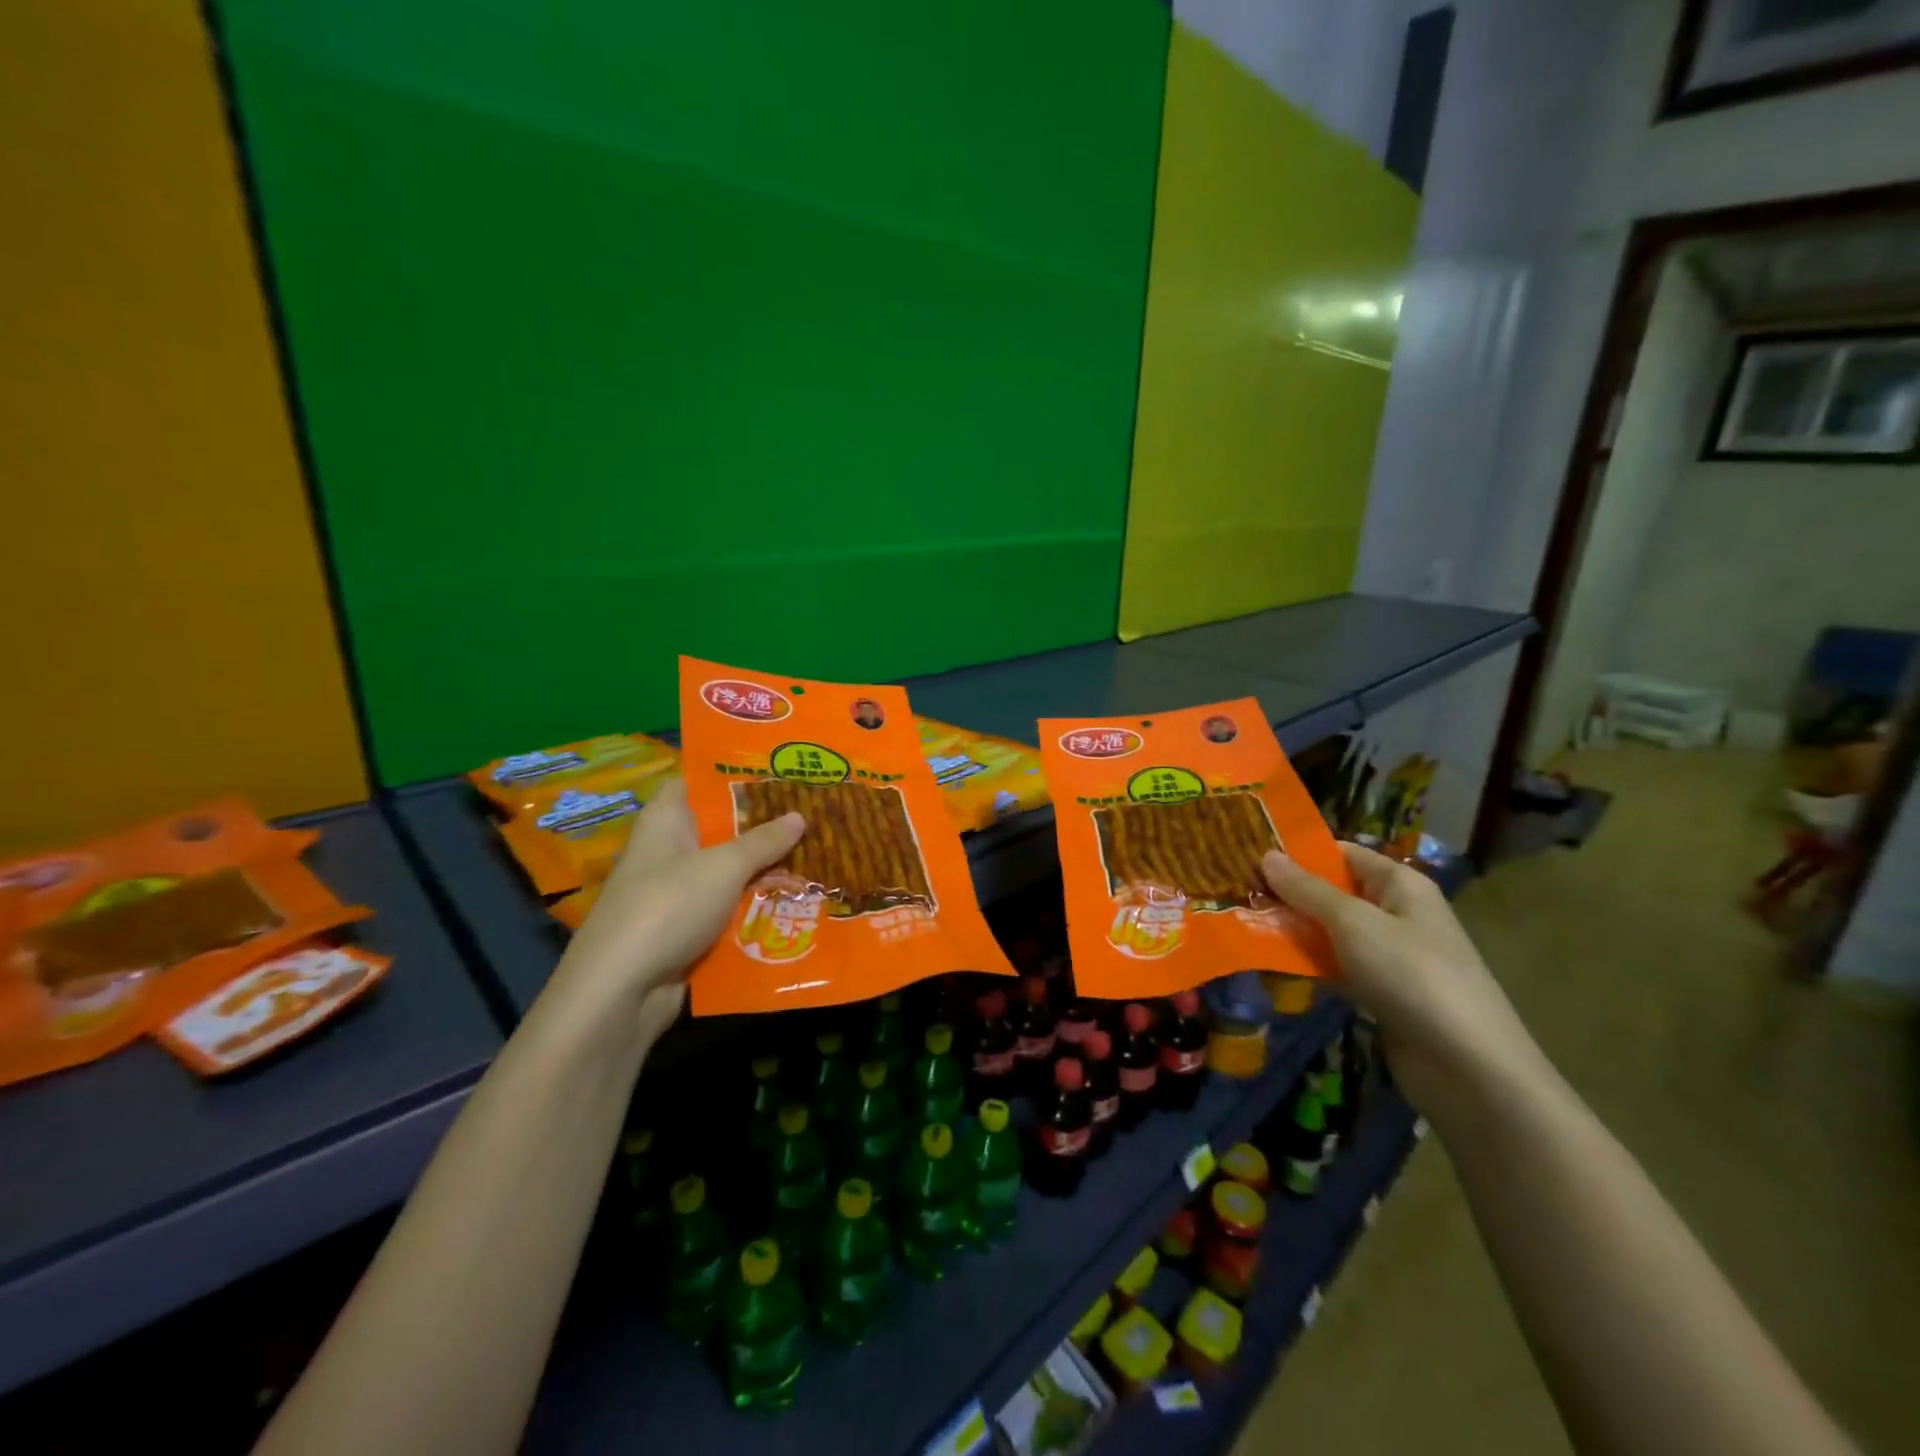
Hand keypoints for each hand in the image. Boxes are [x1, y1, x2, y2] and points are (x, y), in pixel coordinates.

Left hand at [557, 777, 804, 1032]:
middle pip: (720, 828)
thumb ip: (763, 841)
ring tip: (818, 854)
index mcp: (666, 821)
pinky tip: (796, 901)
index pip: (696, 781)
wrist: (620, 992)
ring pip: (729, 872)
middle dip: (764, 824)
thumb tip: (799, 815)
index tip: (777, 769)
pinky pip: (728, 909)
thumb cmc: (668, 907)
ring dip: (766, 869)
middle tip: (813, 811)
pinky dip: (756, 906)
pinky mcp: (686, 930)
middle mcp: (669, 850)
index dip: (733, 773)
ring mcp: (677, 893)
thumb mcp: (724, 867)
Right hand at [1261, 842, 1545, 1116]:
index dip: (1298, 853)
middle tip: (1233, 892)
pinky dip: (1308, 966)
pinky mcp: (1381, 993)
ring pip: (1331, 933)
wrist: (1468, 1067)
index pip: (1342, 854)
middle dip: (1288, 894)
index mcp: (1400, 884)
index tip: (1248, 855)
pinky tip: (1270, 965)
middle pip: (1333, 893)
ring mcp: (1390, 955)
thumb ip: (1307, 890)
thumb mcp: (1353, 922)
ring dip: (1293, 931)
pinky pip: (1336, 967)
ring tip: (1241, 925)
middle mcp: (1396, 913)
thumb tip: (1267, 854)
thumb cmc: (1411, 975)